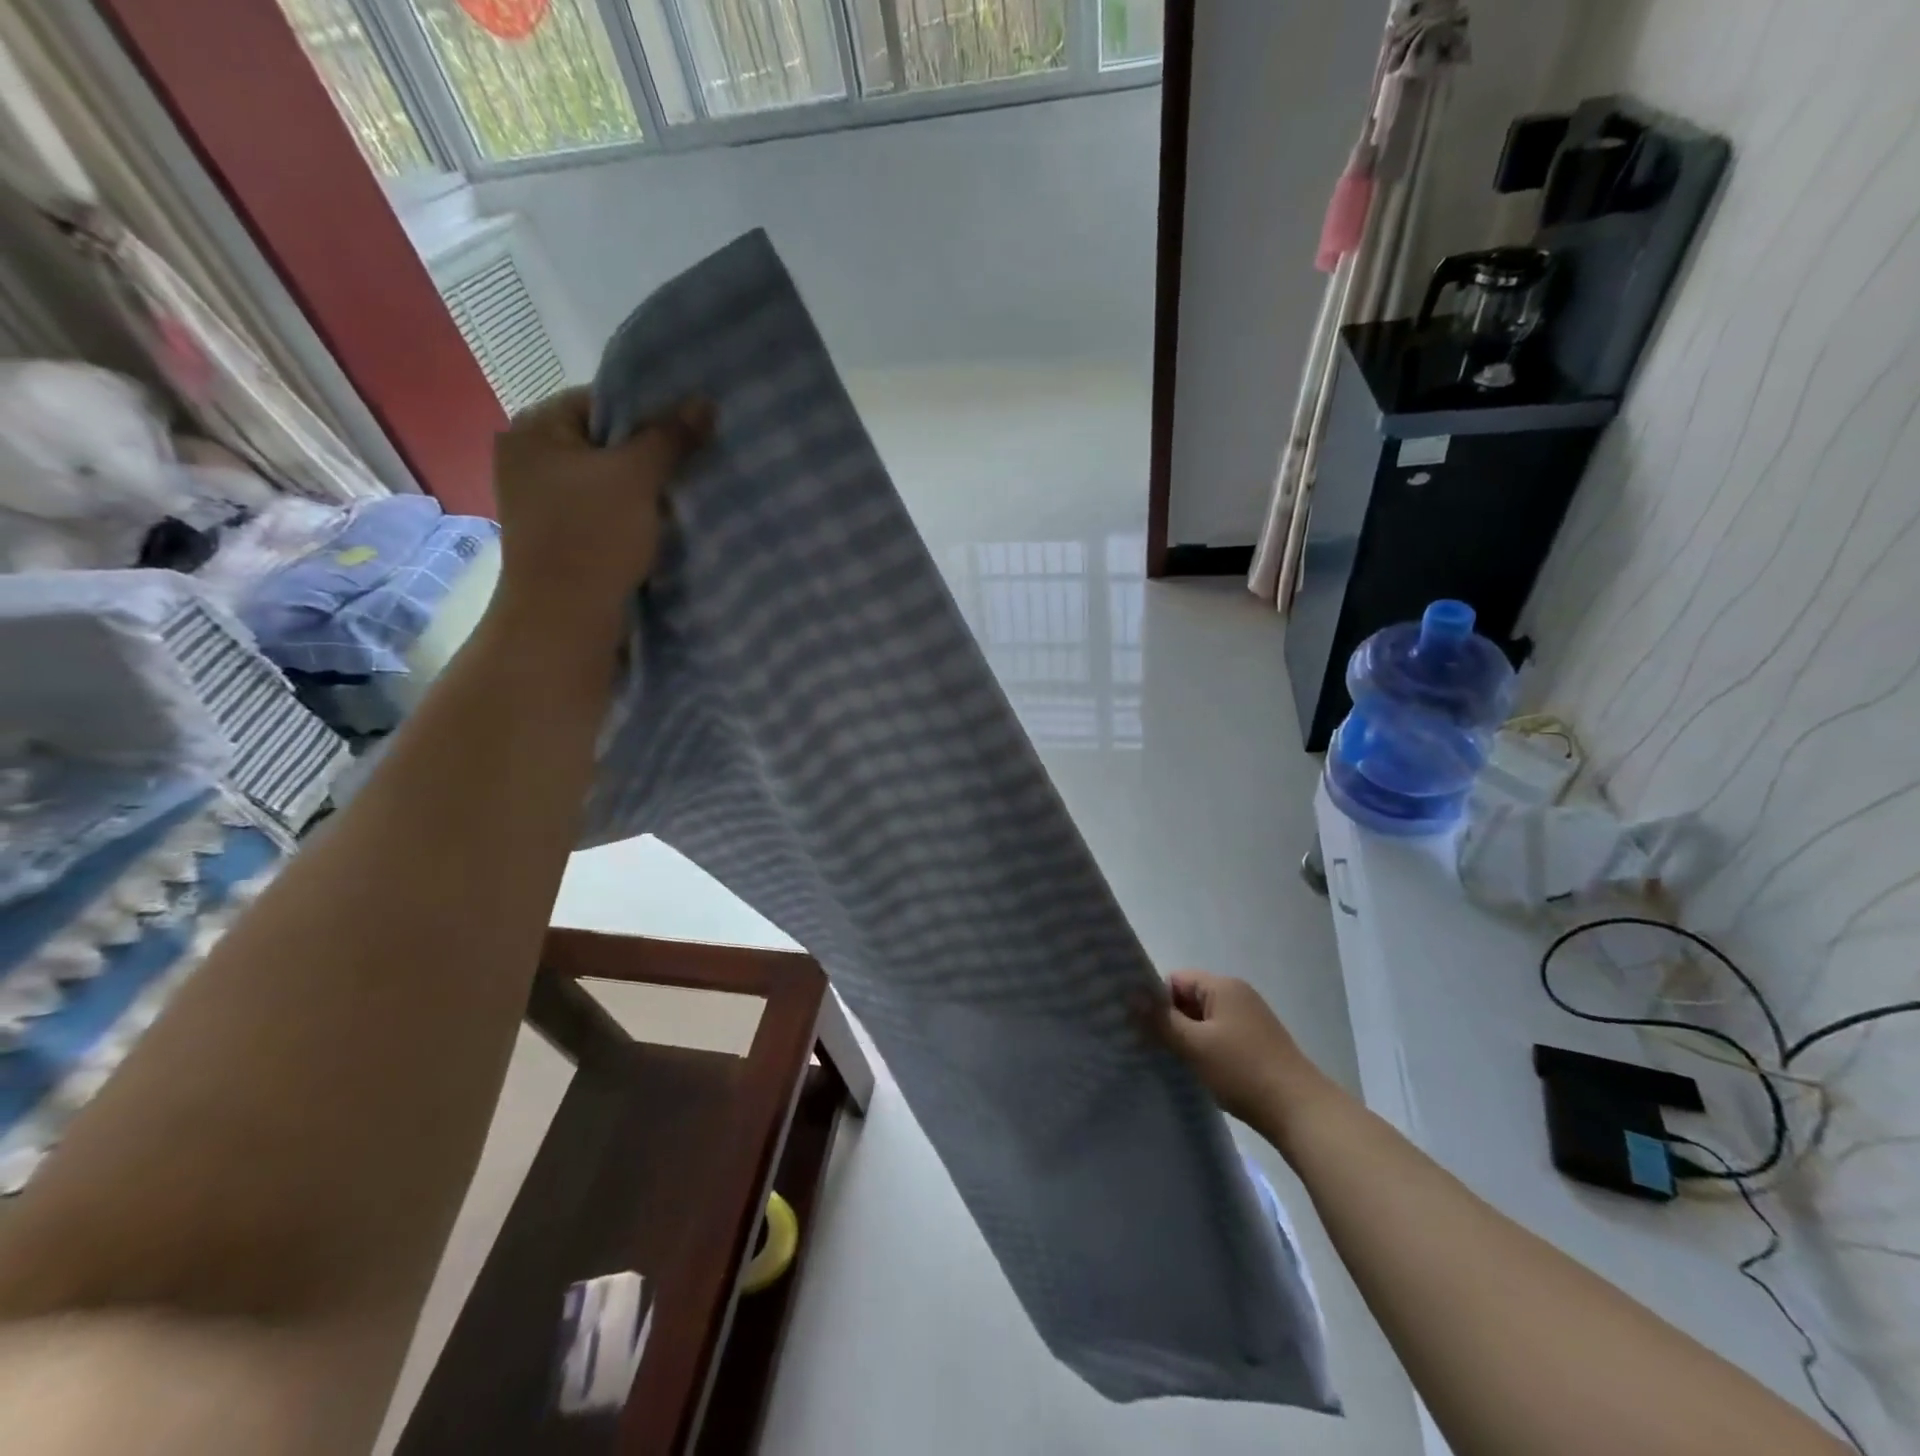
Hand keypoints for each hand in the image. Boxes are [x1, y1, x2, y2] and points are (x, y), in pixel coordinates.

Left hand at [489, 388, 712, 642]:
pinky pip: (603, 510)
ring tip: (684, 494)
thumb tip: (706, 402)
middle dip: (651, 454)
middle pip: (606, 442)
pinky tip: (660, 523)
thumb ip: (671, 437)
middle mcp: (531, 457)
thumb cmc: (593, 535)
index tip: (690, 432)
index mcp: (536, 429)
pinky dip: (631, 514)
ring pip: (608, 480)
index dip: (649, 413)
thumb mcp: (638, 477)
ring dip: (645, 488)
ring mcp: (543, 500)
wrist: (565, 618)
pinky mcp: (560, 535)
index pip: (602, 401)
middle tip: (695, 462)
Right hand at [1152, 971, 1334, 1133]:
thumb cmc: (1243, 1071)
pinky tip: (1197, 1070)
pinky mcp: (1257, 1043)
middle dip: (1170, 1020)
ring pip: (1204, 1020)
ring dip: (1187, 1037)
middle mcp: (1238, 995)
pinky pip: (1219, 1035)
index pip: (1176, 979)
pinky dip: (1205, 1048)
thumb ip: (1161, 1020)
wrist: (1301, 1111)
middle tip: (1149, 1046)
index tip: (1140, 1026)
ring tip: (1170, 1060)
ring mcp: (1250, 1019)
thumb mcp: (1195, 1046)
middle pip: (1189, 998)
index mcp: (1223, 986)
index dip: (1156, 1000)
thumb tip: (1131, 996)